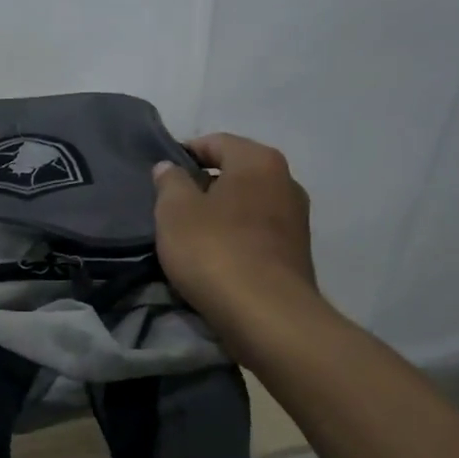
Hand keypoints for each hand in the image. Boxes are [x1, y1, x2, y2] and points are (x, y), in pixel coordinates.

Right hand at [152, 133, 317, 339]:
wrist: (267, 315)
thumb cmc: (215, 251)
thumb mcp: (175, 212)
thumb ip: (170, 182)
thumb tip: (170, 167)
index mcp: (258, 160)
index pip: (216, 142)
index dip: (185, 153)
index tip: (161, 174)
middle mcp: (286, 181)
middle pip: (236, 172)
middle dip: (204, 185)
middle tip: (172, 206)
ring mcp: (297, 219)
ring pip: (248, 204)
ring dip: (221, 214)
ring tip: (191, 235)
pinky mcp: (297, 253)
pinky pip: (258, 233)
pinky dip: (236, 237)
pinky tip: (216, 258)